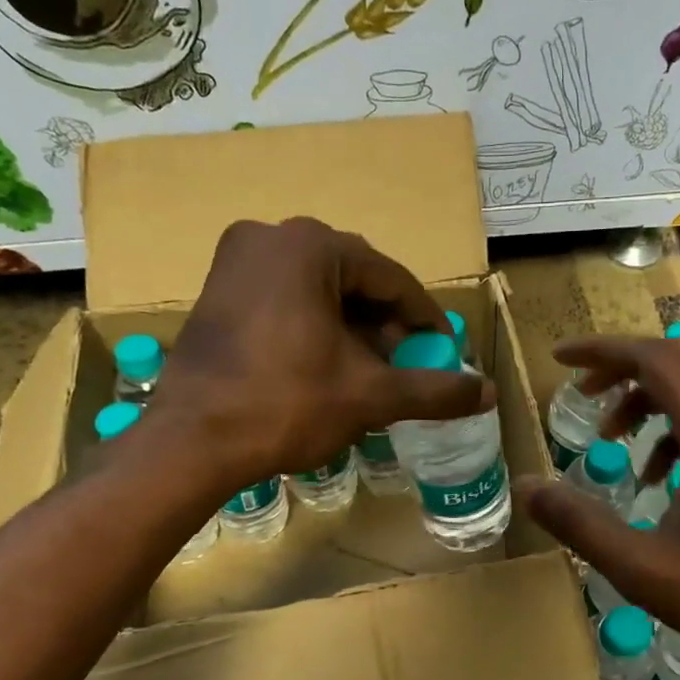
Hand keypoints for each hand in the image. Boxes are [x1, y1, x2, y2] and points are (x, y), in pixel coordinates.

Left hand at [145, 217, 489, 487]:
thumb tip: (488, 393)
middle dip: (387, 326)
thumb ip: (434, 390)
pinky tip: (330, 366)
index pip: (390, 279)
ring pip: (320, 290)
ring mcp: (237, 261)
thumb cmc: (285, 406)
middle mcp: (270, 237)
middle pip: (354, 281)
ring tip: (374, 372)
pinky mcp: (218, 291)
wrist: (192, 442)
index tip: (445, 350)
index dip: (425, 318)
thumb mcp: (369, 396)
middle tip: (409, 366)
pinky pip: (287, 300)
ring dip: (354, 329)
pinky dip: (317, 328)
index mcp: (310, 246)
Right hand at [517, 335, 679, 672]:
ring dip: (650, 395)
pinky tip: (657, 473)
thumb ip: (578, 522)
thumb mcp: (639, 567)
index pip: (656, 360)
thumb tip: (524, 486)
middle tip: (582, 393)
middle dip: (623, 366)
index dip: (603, 351)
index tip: (560, 359)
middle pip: (679, 359)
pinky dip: (678, 421)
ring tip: (613, 437)